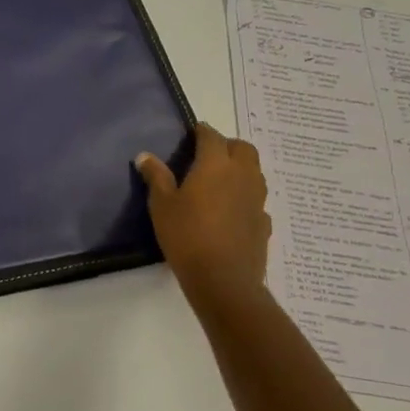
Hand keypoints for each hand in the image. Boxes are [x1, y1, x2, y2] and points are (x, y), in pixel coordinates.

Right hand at [135, 123, 270, 302]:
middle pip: (243, 148)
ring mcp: (257, 200)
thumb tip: (145, 156)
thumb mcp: (161, 205)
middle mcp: (242, 175)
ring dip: (240, 169)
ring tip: (219, 180)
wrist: (223, 279)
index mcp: (215, 165)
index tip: (192, 132)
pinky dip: (245, 197)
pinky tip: (231, 211)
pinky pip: (256, 200)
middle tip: (207, 155)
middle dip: (227, 145)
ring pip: (254, 172)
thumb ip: (156, 177)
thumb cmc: (186, 235)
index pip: (212, 136)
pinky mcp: (264, 223)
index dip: (202, 131)